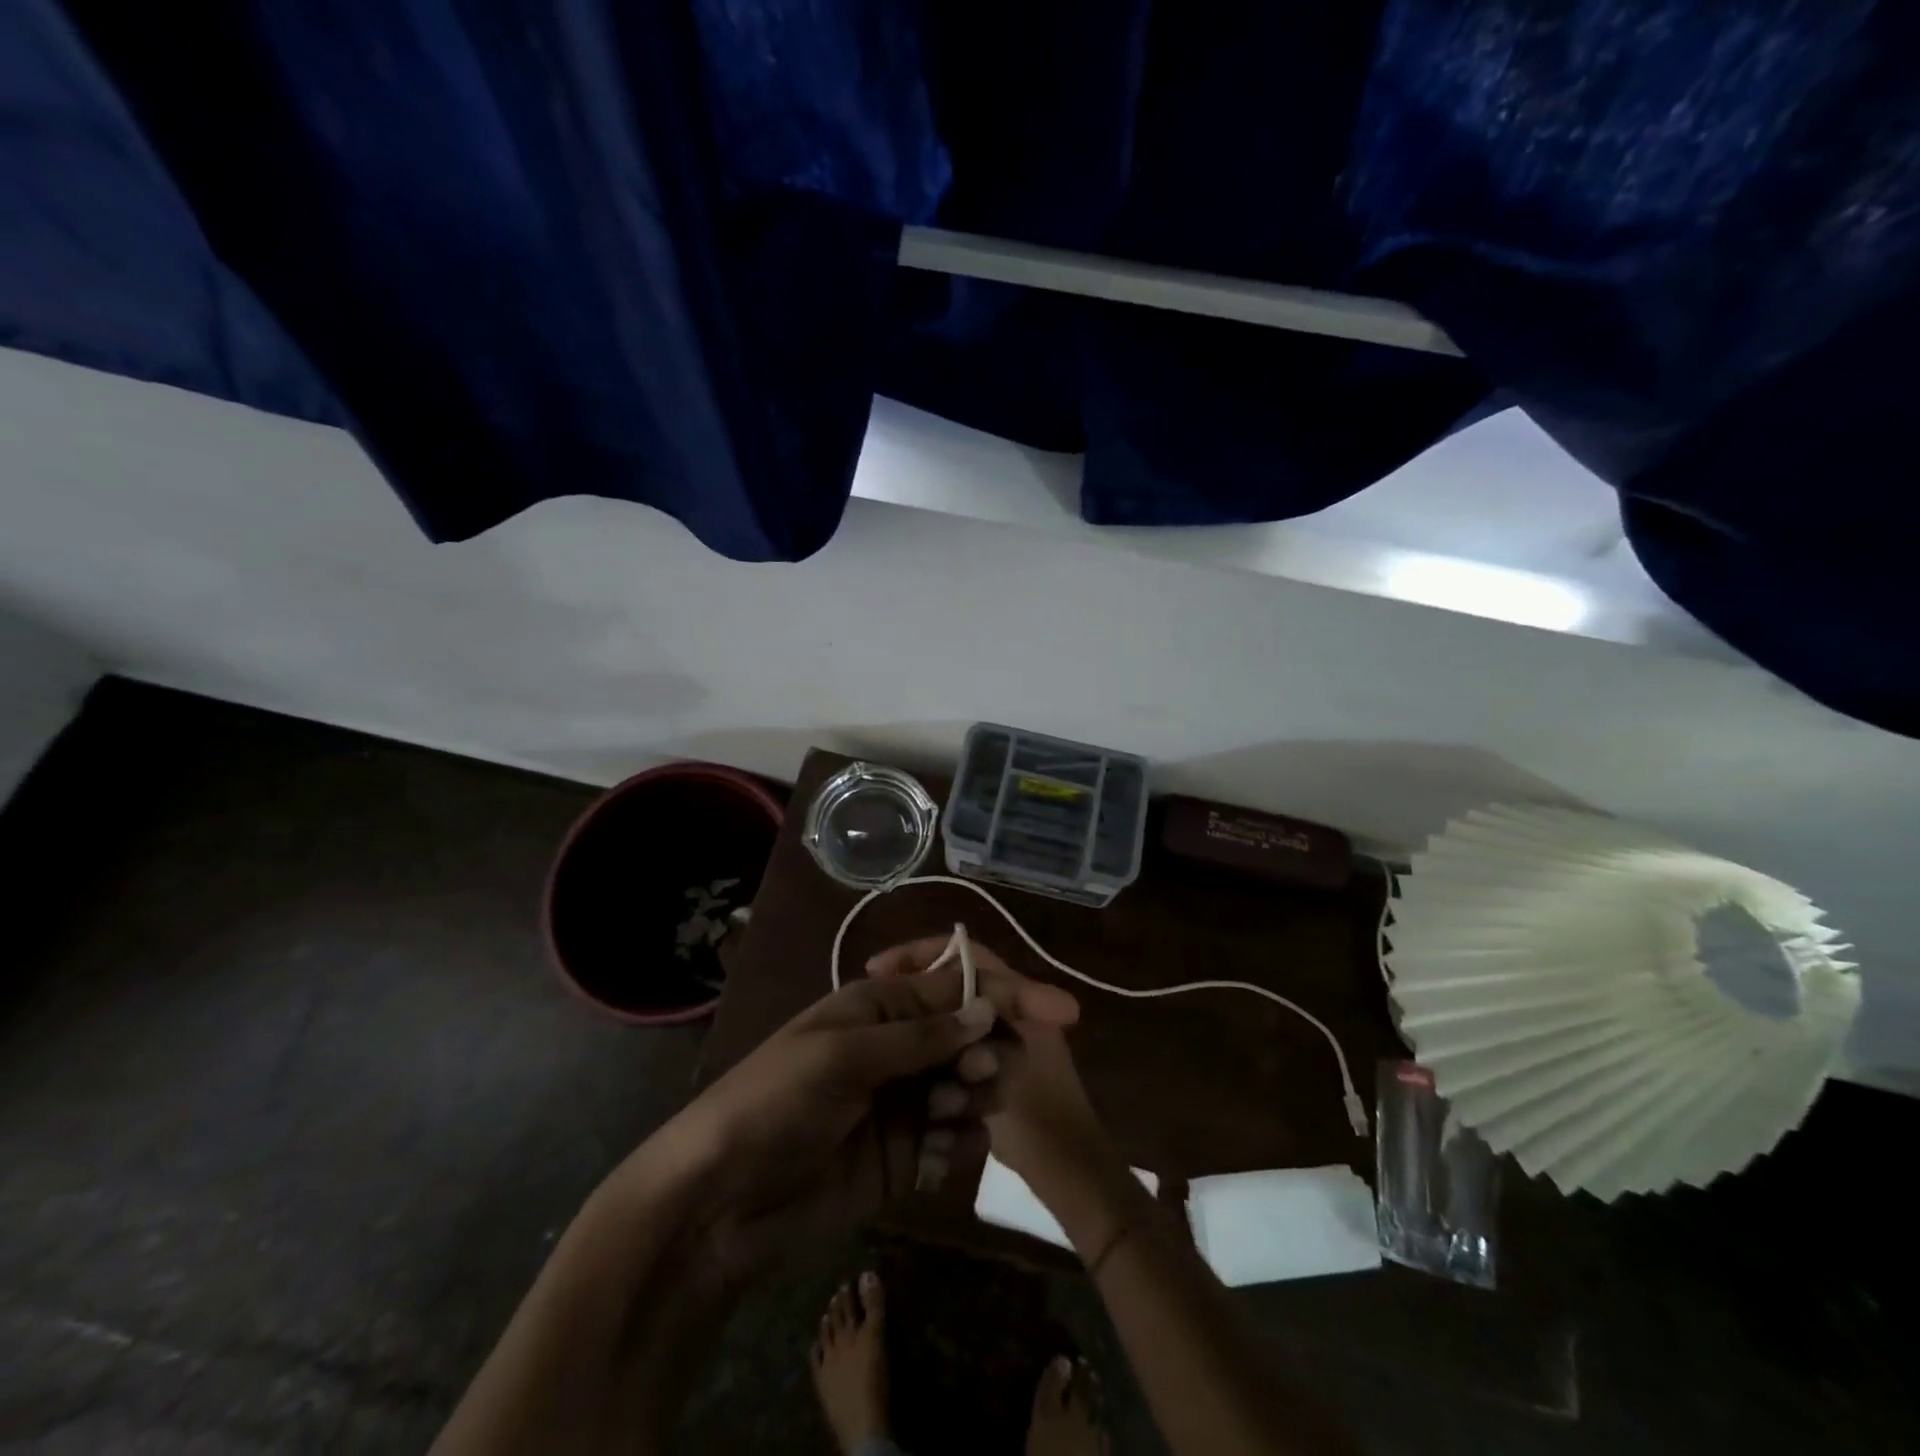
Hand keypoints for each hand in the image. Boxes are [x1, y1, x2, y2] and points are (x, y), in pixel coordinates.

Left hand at [631, 950, 1079, 1280]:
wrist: (720, 1203)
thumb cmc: (775, 1103)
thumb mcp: (842, 1057)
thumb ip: (918, 1037)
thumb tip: (985, 1013)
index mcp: (878, 1006)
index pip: (955, 988)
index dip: (1007, 996)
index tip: (1061, 1012)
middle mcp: (897, 1047)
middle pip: (970, 1035)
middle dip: (988, 1051)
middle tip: (975, 1078)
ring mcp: (903, 1101)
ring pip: (970, 1084)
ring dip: (973, 1095)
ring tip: (946, 1115)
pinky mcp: (905, 1155)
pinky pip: (955, 1137)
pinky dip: (959, 1141)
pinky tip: (938, 1156)